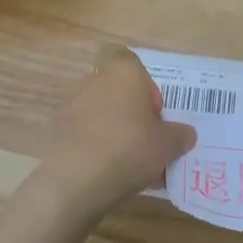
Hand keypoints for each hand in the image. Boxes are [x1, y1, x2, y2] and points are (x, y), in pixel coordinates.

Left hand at [38, 51, 195, 222]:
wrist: (73, 182)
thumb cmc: (128, 149)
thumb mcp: (168, 145)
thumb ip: (180, 135)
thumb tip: (185, 134)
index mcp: (124, 72)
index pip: (131, 61)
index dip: (146, 86)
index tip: (154, 113)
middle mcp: (95, 81)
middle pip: (118, 91)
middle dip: (133, 115)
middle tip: (147, 143)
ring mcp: (72, 106)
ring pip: (102, 115)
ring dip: (115, 133)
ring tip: (131, 167)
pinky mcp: (58, 133)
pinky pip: (85, 136)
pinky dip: (96, 150)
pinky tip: (108, 177)